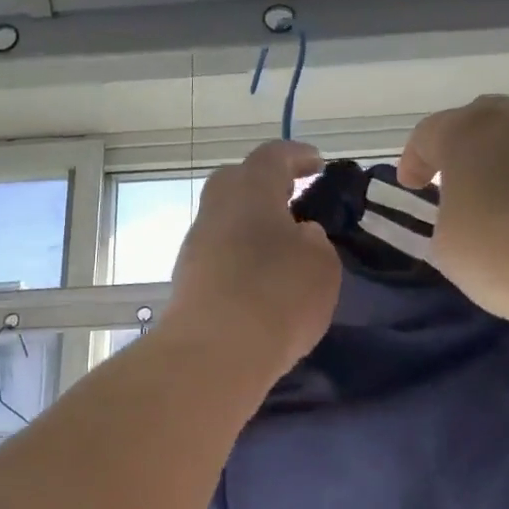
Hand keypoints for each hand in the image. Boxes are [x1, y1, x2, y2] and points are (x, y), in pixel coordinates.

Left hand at [162, 140, 341, 383]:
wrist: (214, 352)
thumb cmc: (278, 296)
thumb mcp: (321, 265)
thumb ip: (314, 241)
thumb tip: (299, 235)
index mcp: (250, 190)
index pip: (272, 156)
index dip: (297, 156)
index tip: (317, 164)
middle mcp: (216, 208)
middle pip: (237, 182)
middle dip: (266, 186)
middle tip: (295, 201)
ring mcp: (196, 245)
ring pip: (226, 220)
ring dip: (252, 226)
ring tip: (282, 248)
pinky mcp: (187, 280)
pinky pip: (220, 253)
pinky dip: (241, 256)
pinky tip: (260, 280)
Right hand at [398, 96, 508, 325]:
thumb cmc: (508, 257)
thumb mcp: (450, 248)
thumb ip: (450, 217)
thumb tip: (471, 210)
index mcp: (470, 133)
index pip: (429, 134)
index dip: (415, 160)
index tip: (414, 187)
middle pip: (487, 121)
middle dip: (471, 150)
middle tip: (466, 185)